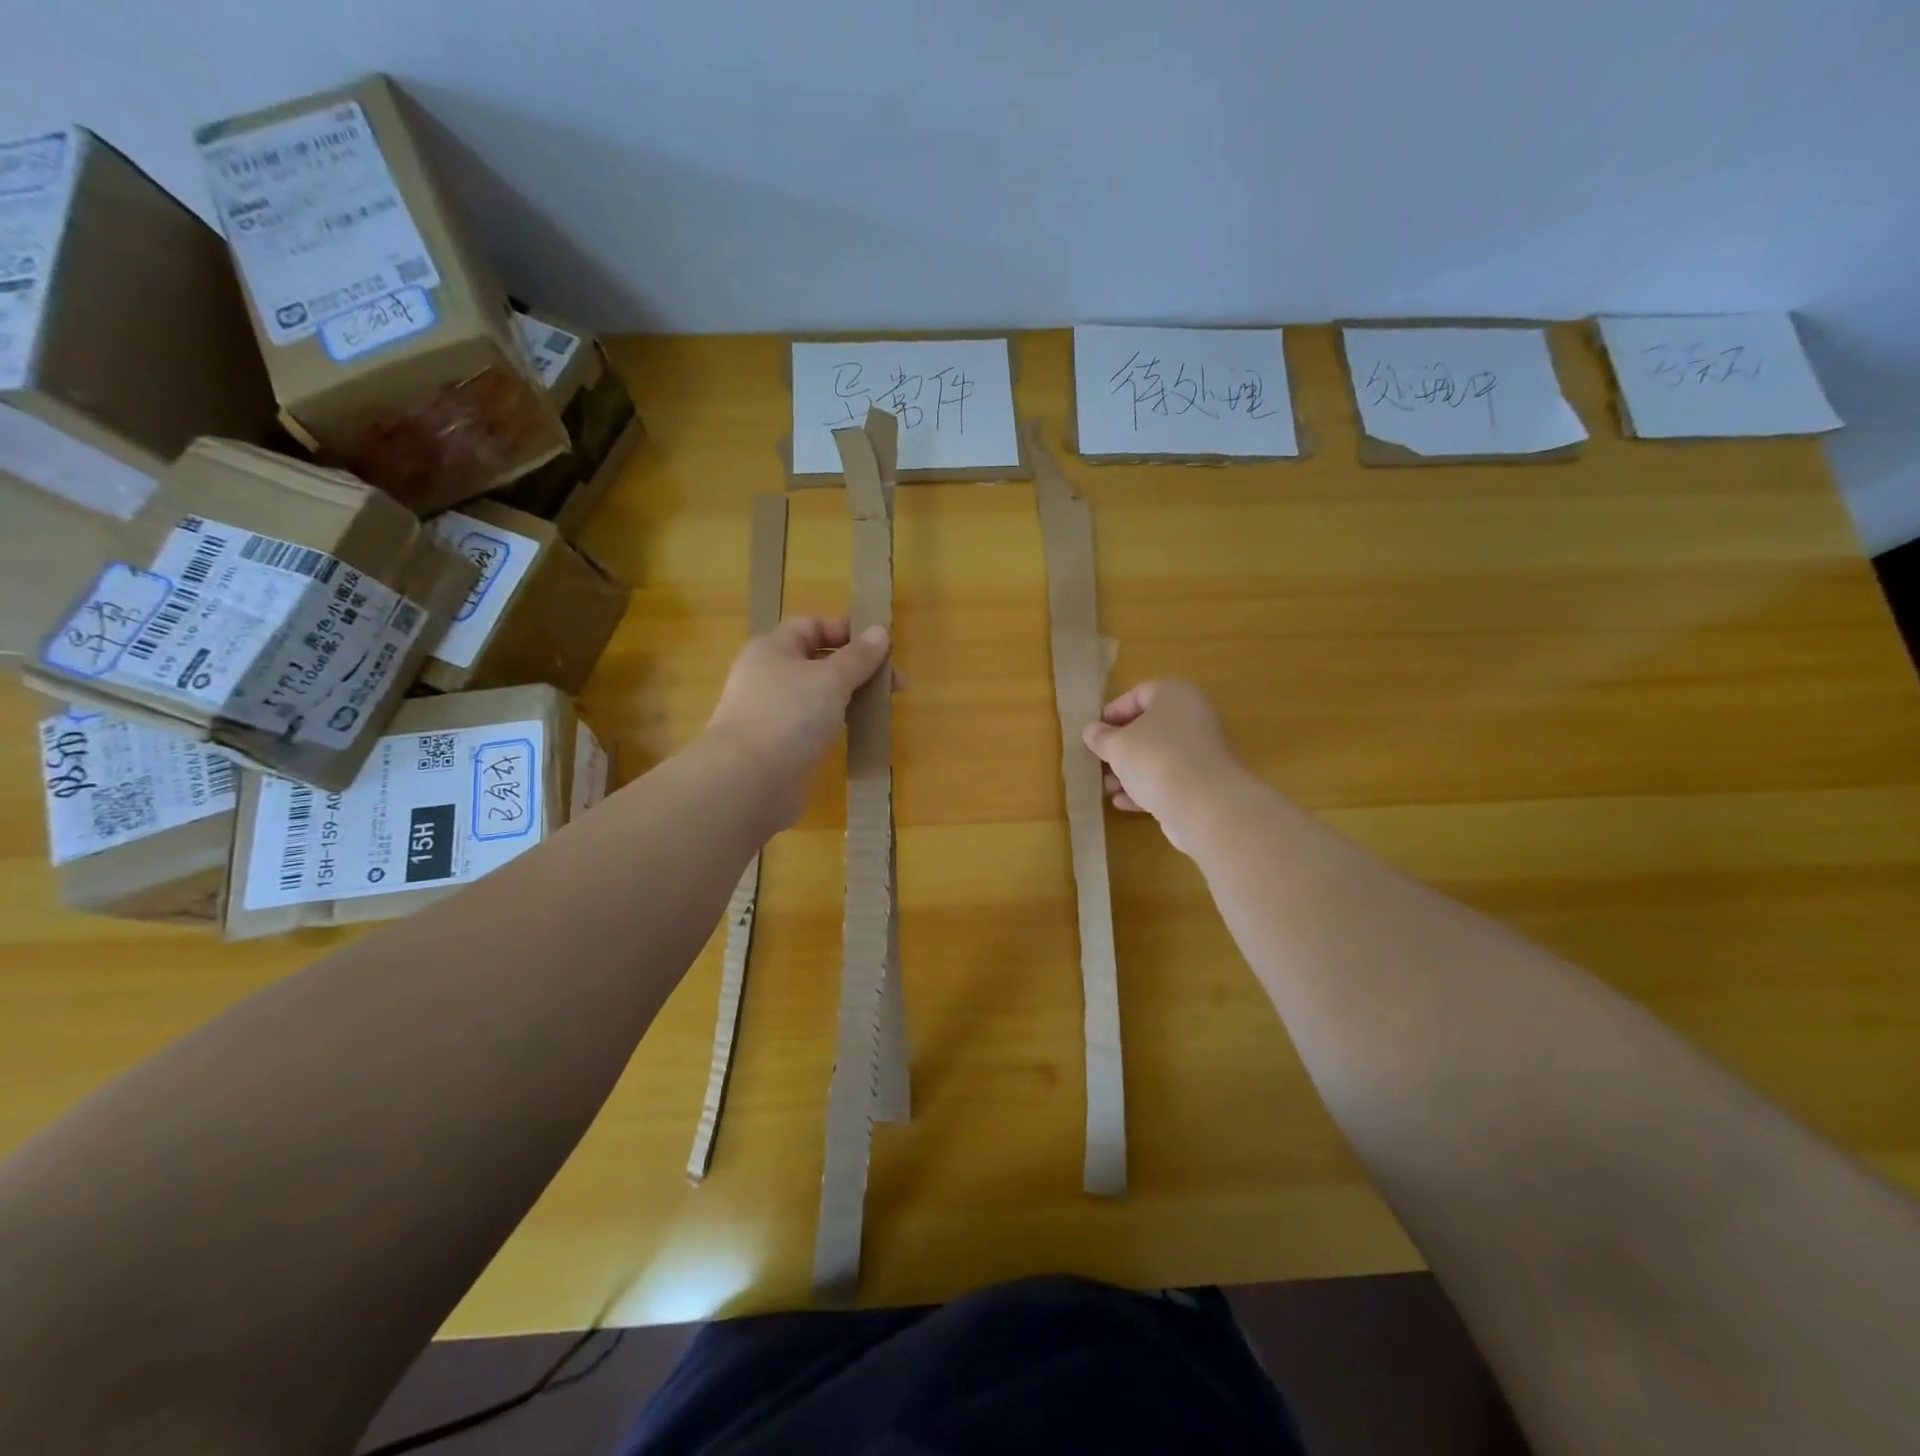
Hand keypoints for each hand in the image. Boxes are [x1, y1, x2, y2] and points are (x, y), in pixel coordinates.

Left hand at [705, 616, 892, 825]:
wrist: (749, 780)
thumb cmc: (789, 715)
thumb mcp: (831, 678)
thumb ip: (858, 656)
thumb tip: (879, 631)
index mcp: (773, 648)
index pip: (813, 626)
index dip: (847, 630)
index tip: (883, 647)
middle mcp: (770, 675)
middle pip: (819, 660)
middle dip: (859, 667)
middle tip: (896, 684)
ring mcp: (774, 711)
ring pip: (820, 694)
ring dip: (852, 695)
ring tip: (883, 708)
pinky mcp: (782, 744)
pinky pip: (816, 723)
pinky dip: (839, 722)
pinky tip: (860, 730)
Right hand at [1083, 679, 1248, 854]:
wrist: (1204, 805)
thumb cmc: (1155, 759)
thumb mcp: (1117, 745)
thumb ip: (1101, 737)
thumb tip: (1091, 731)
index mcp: (1175, 694)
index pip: (1138, 694)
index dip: (1112, 713)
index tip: (1093, 733)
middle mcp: (1192, 717)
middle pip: (1148, 727)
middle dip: (1119, 746)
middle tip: (1097, 760)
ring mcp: (1200, 751)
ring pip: (1157, 755)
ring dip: (1129, 770)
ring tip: (1105, 786)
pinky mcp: (1202, 782)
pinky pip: (1168, 779)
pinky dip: (1145, 788)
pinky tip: (1122, 802)